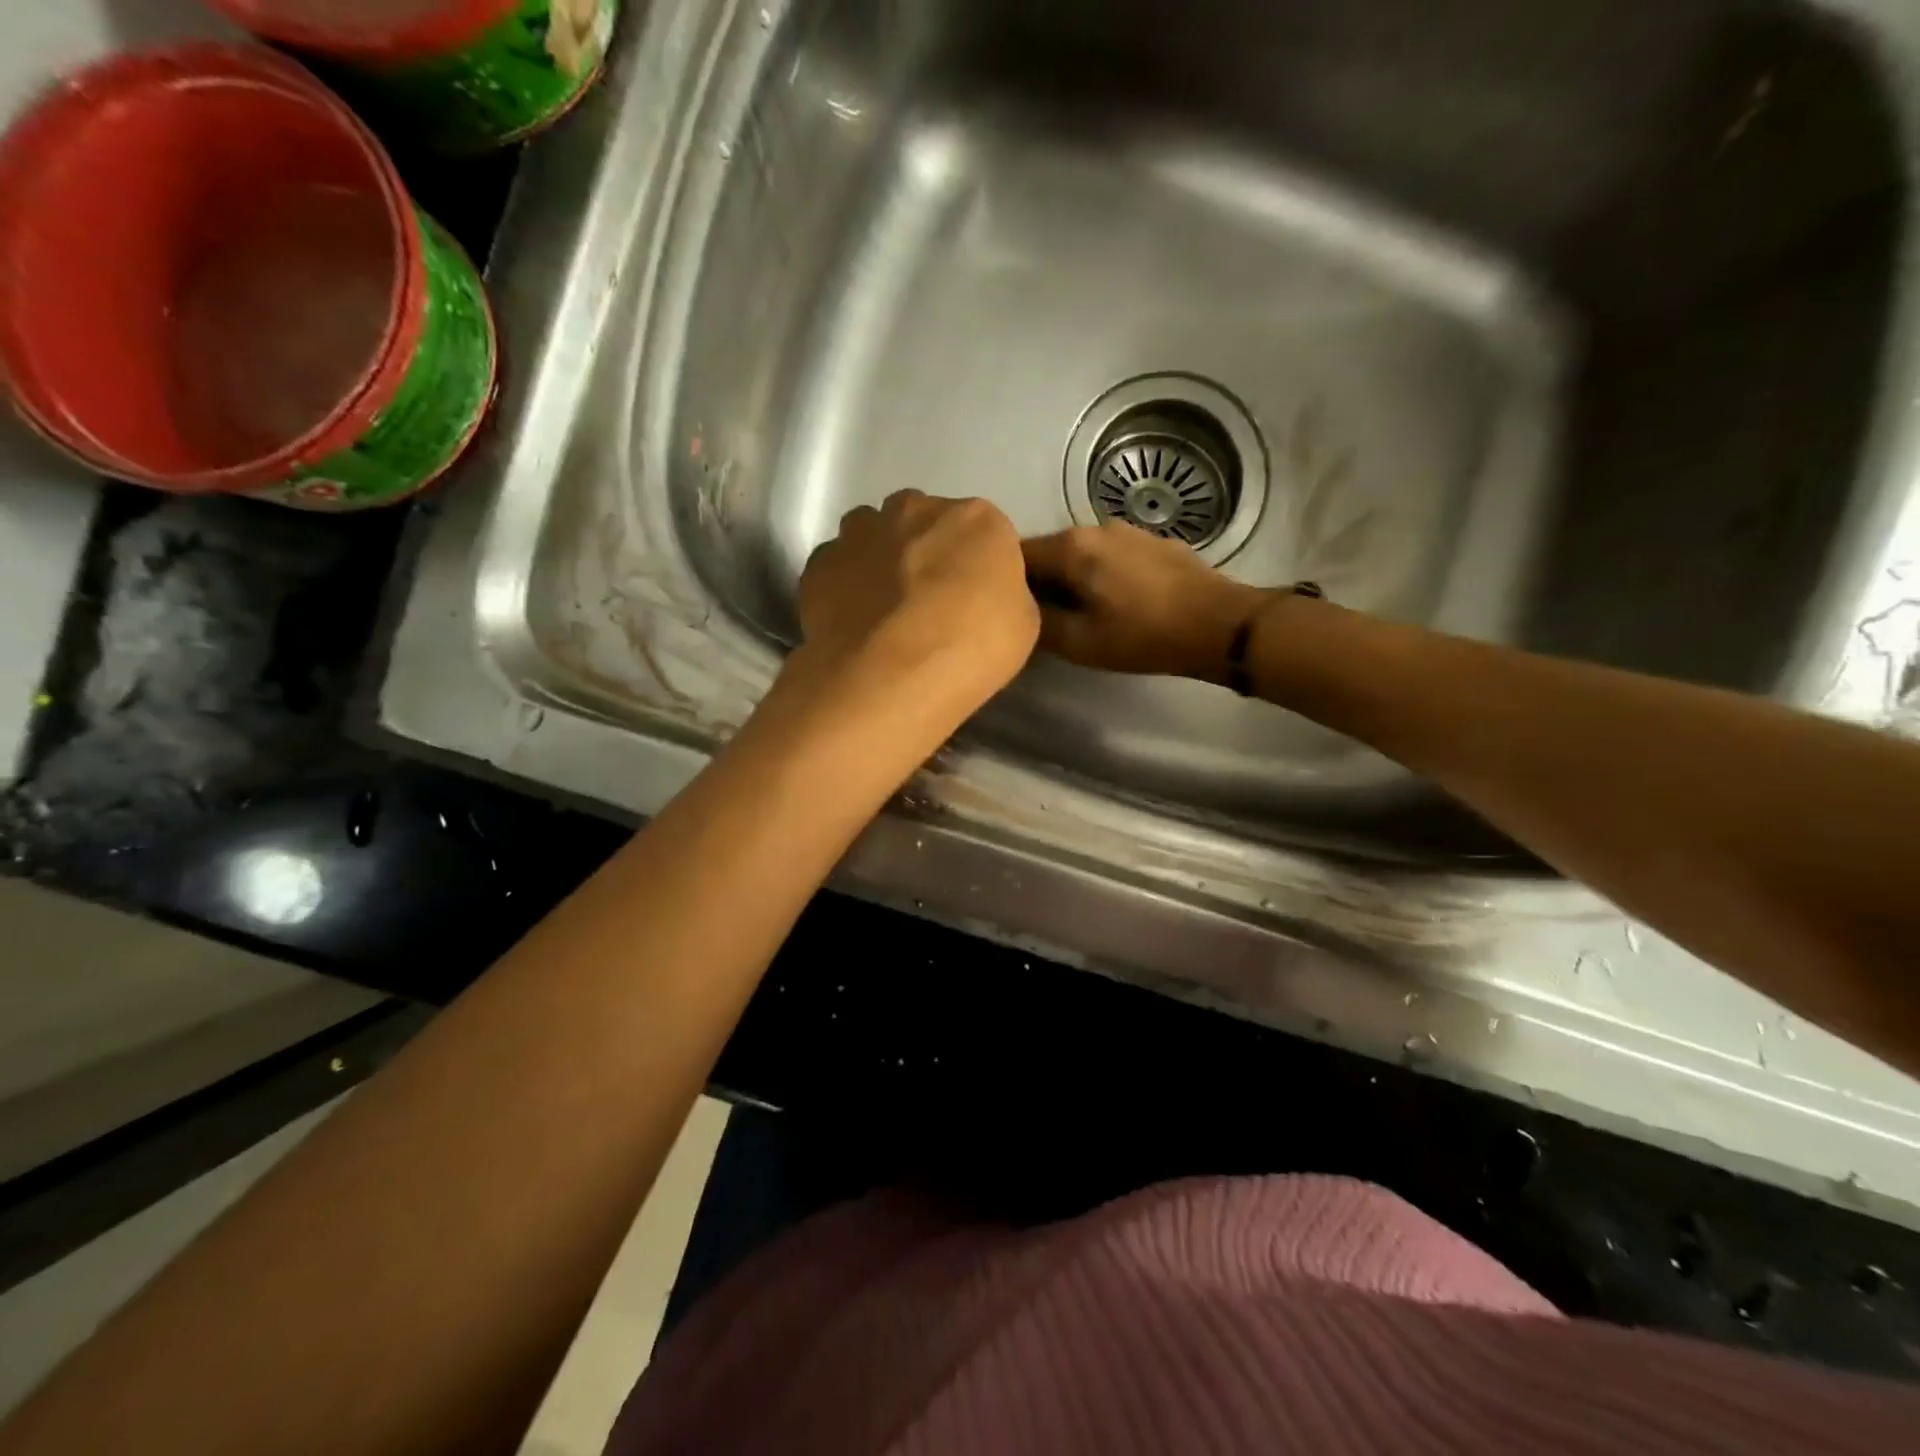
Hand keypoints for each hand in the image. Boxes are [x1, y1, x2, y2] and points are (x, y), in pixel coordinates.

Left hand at [790, 490, 1038, 716]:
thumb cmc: (971, 648)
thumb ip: (1003, 594)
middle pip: (924, 523)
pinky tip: (852, 622)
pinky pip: (837, 566)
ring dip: (880, 560)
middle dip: (926, 552)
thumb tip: (981, 595)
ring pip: (873, 534)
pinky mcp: (819, 563)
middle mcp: (916, 509)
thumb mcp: (1022, 625)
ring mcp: (861, 532)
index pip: (983, 534)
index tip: (972, 601)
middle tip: (928, 603)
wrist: (891, 674)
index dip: (976, 568)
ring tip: (884, 611)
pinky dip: (844, 586)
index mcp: (977, 519)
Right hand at [1021, 523, 1266, 682]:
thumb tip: (1018, 611)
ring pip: (1080, 552)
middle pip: (1048, 552)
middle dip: (1039, 581)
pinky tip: (1115, 600)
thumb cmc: (1143, 636)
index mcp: (1070, 547)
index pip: (1015, 554)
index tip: (1003, 608)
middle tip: (1040, 617)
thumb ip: (1039, 623)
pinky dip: (1099, 573)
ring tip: (1078, 610)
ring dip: (1071, 577)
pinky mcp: (1152, 541)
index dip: (1003, 581)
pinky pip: (1109, 554)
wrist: (1220, 624)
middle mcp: (1093, 527)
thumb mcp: (1080, 643)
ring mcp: (1127, 530)